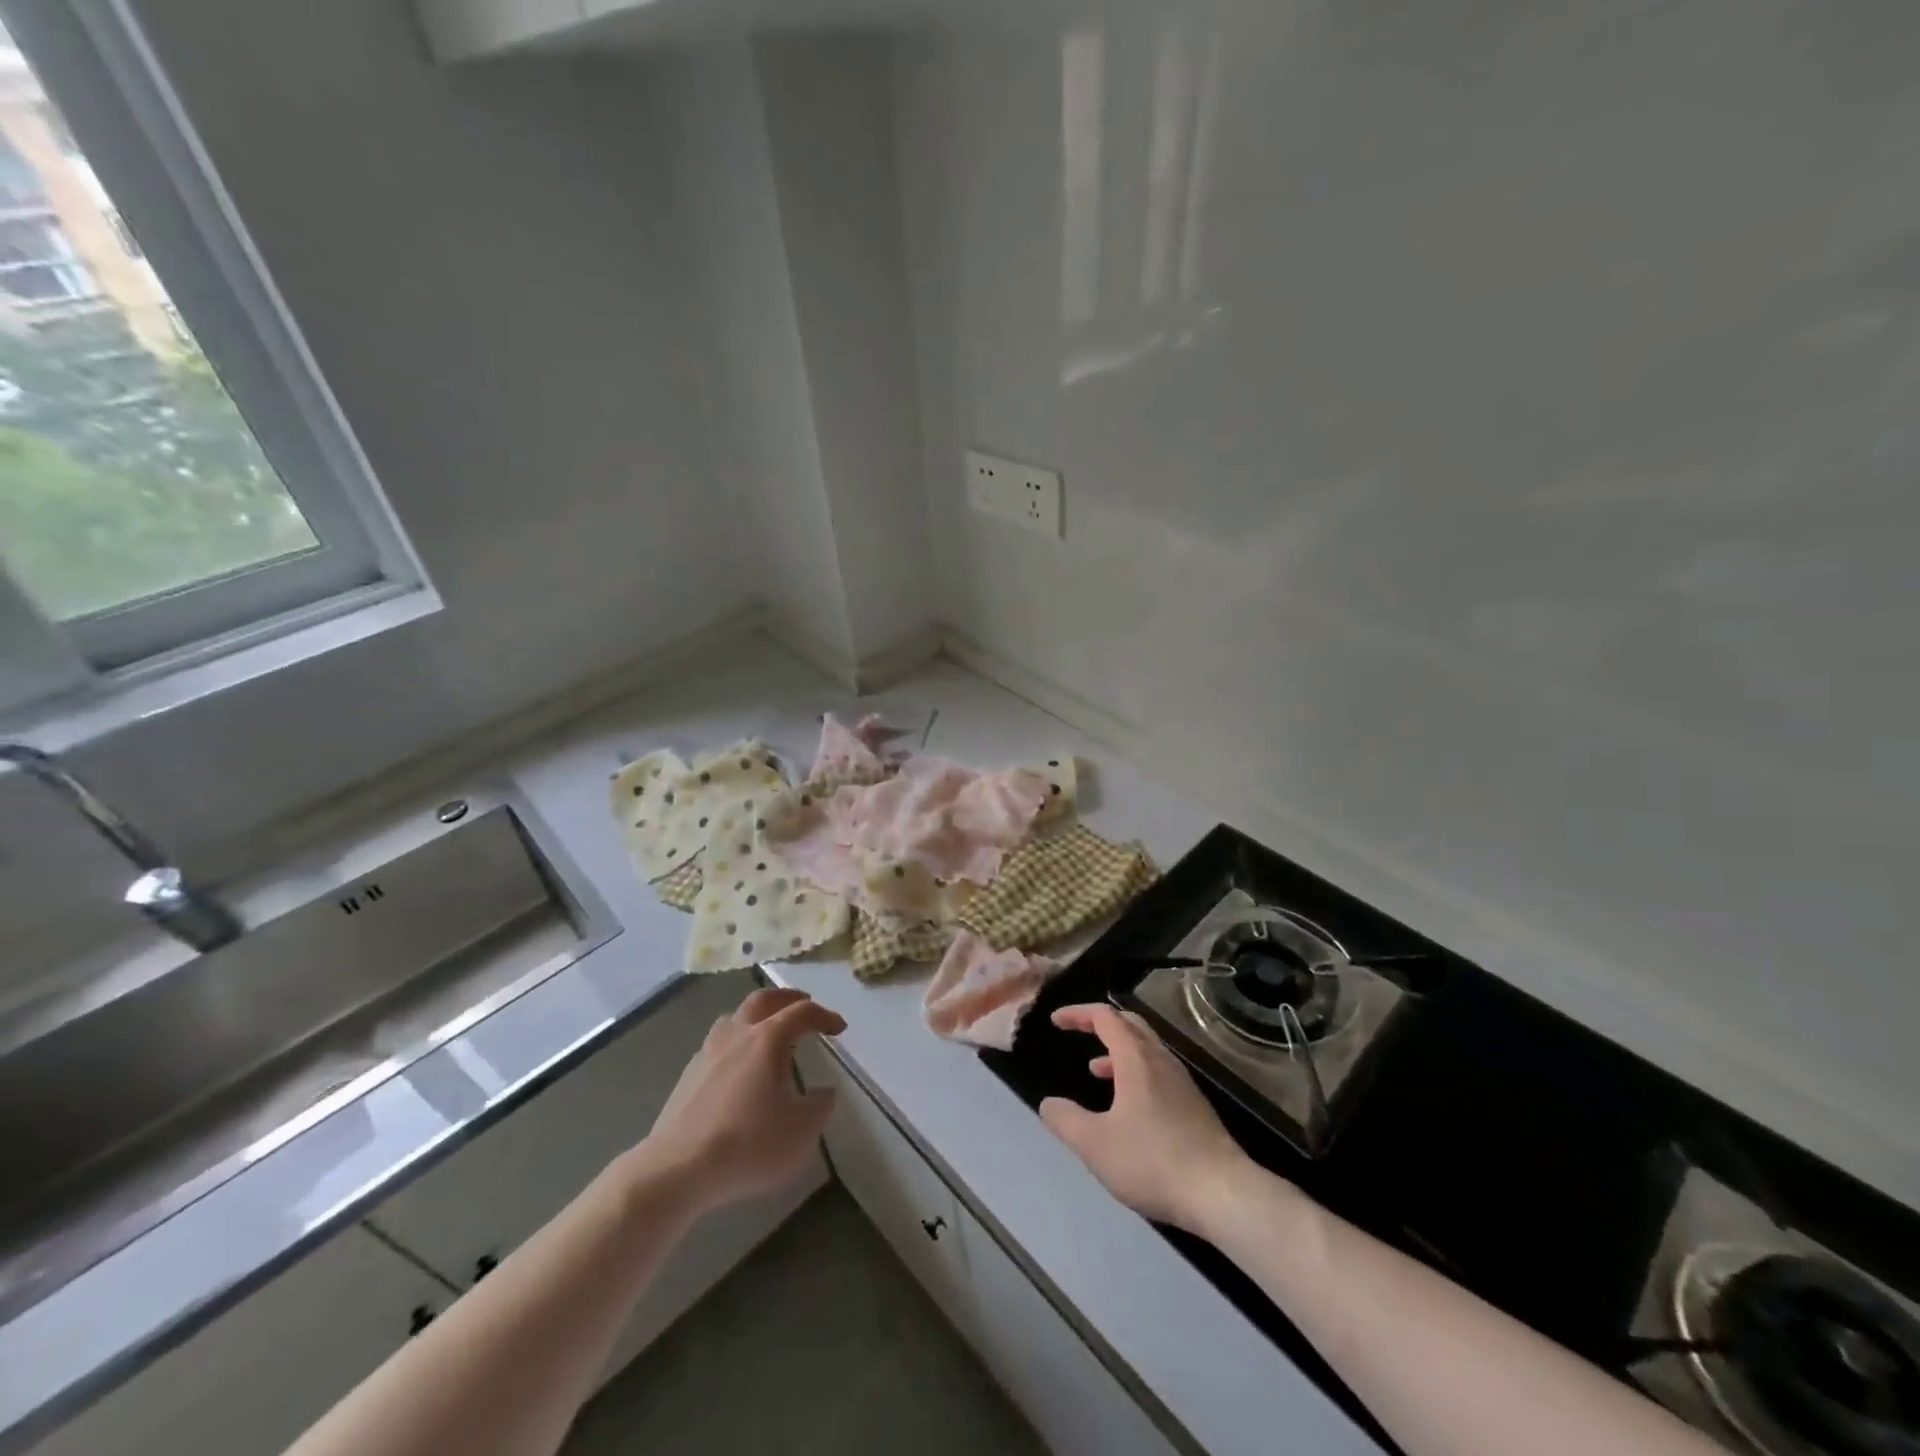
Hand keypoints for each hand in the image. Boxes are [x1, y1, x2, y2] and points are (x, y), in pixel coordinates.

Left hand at [643, 987, 845, 1212]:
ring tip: (767, 1031)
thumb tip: (824, 1091)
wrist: (678, 1169)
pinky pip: (717, 1043)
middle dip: (787, 998)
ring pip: (734, 1017)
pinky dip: (734, 1042)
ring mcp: (708, 1052)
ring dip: (755, 1016)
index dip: (825, 1015)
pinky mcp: (688, 1074)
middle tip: (804, 1005)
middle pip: (763, 1000)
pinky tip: (737, 1066)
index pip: (802, 1012)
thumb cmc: (748, 1144)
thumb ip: (821, 1106)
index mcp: (768, 1039)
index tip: (839, 1027)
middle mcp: (737, 1034)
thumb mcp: (802, 1131)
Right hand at [1039, 1003, 1250, 1233]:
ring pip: (1146, 1049)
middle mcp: (1161, 1060)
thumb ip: (1066, 1120)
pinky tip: (1128, 1106)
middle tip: (1076, 1031)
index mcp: (1136, 1059)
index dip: (1077, 1013)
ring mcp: (1182, 1083)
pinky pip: (1158, 1072)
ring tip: (1095, 1070)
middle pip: (1130, 1024)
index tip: (1056, 1021)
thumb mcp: (1095, 1145)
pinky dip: (1135, 1072)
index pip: (1105, 1017)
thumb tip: (1048, 1104)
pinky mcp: (1194, 1106)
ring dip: (1117, 1050)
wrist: (1222, 1193)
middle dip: (1099, 1023)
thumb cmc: (1153, 1161)